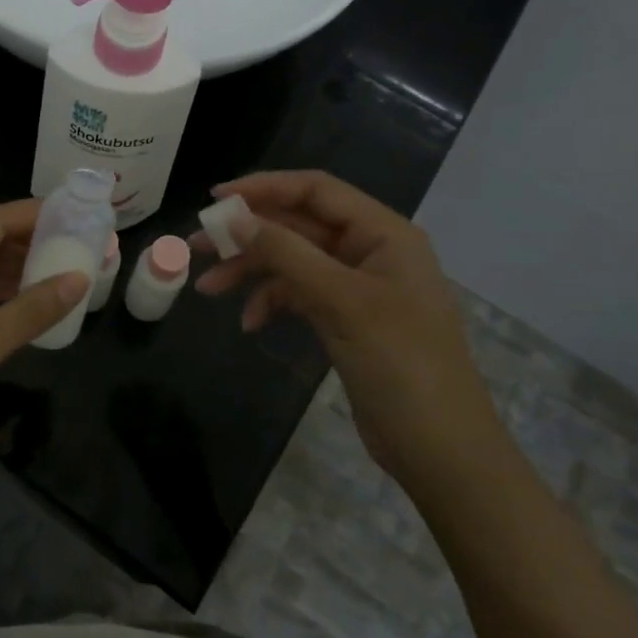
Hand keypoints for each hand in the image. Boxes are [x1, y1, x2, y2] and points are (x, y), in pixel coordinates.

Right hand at [194, 171, 502, 485]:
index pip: (315, 190)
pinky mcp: (346, 319)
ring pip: (293, 261)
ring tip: (209, 289)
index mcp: (382, 233)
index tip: (215, 199)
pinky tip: (250, 324)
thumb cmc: (401, 364)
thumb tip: (234, 218)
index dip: (264, 188)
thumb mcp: (342, 302)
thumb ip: (287, 254)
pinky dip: (272, 302)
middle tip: (197, 247)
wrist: (440, 450)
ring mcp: (358, 287)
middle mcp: (370, 251)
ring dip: (252, 271)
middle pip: (298, 226)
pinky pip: (300, 294)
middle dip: (248, 236)